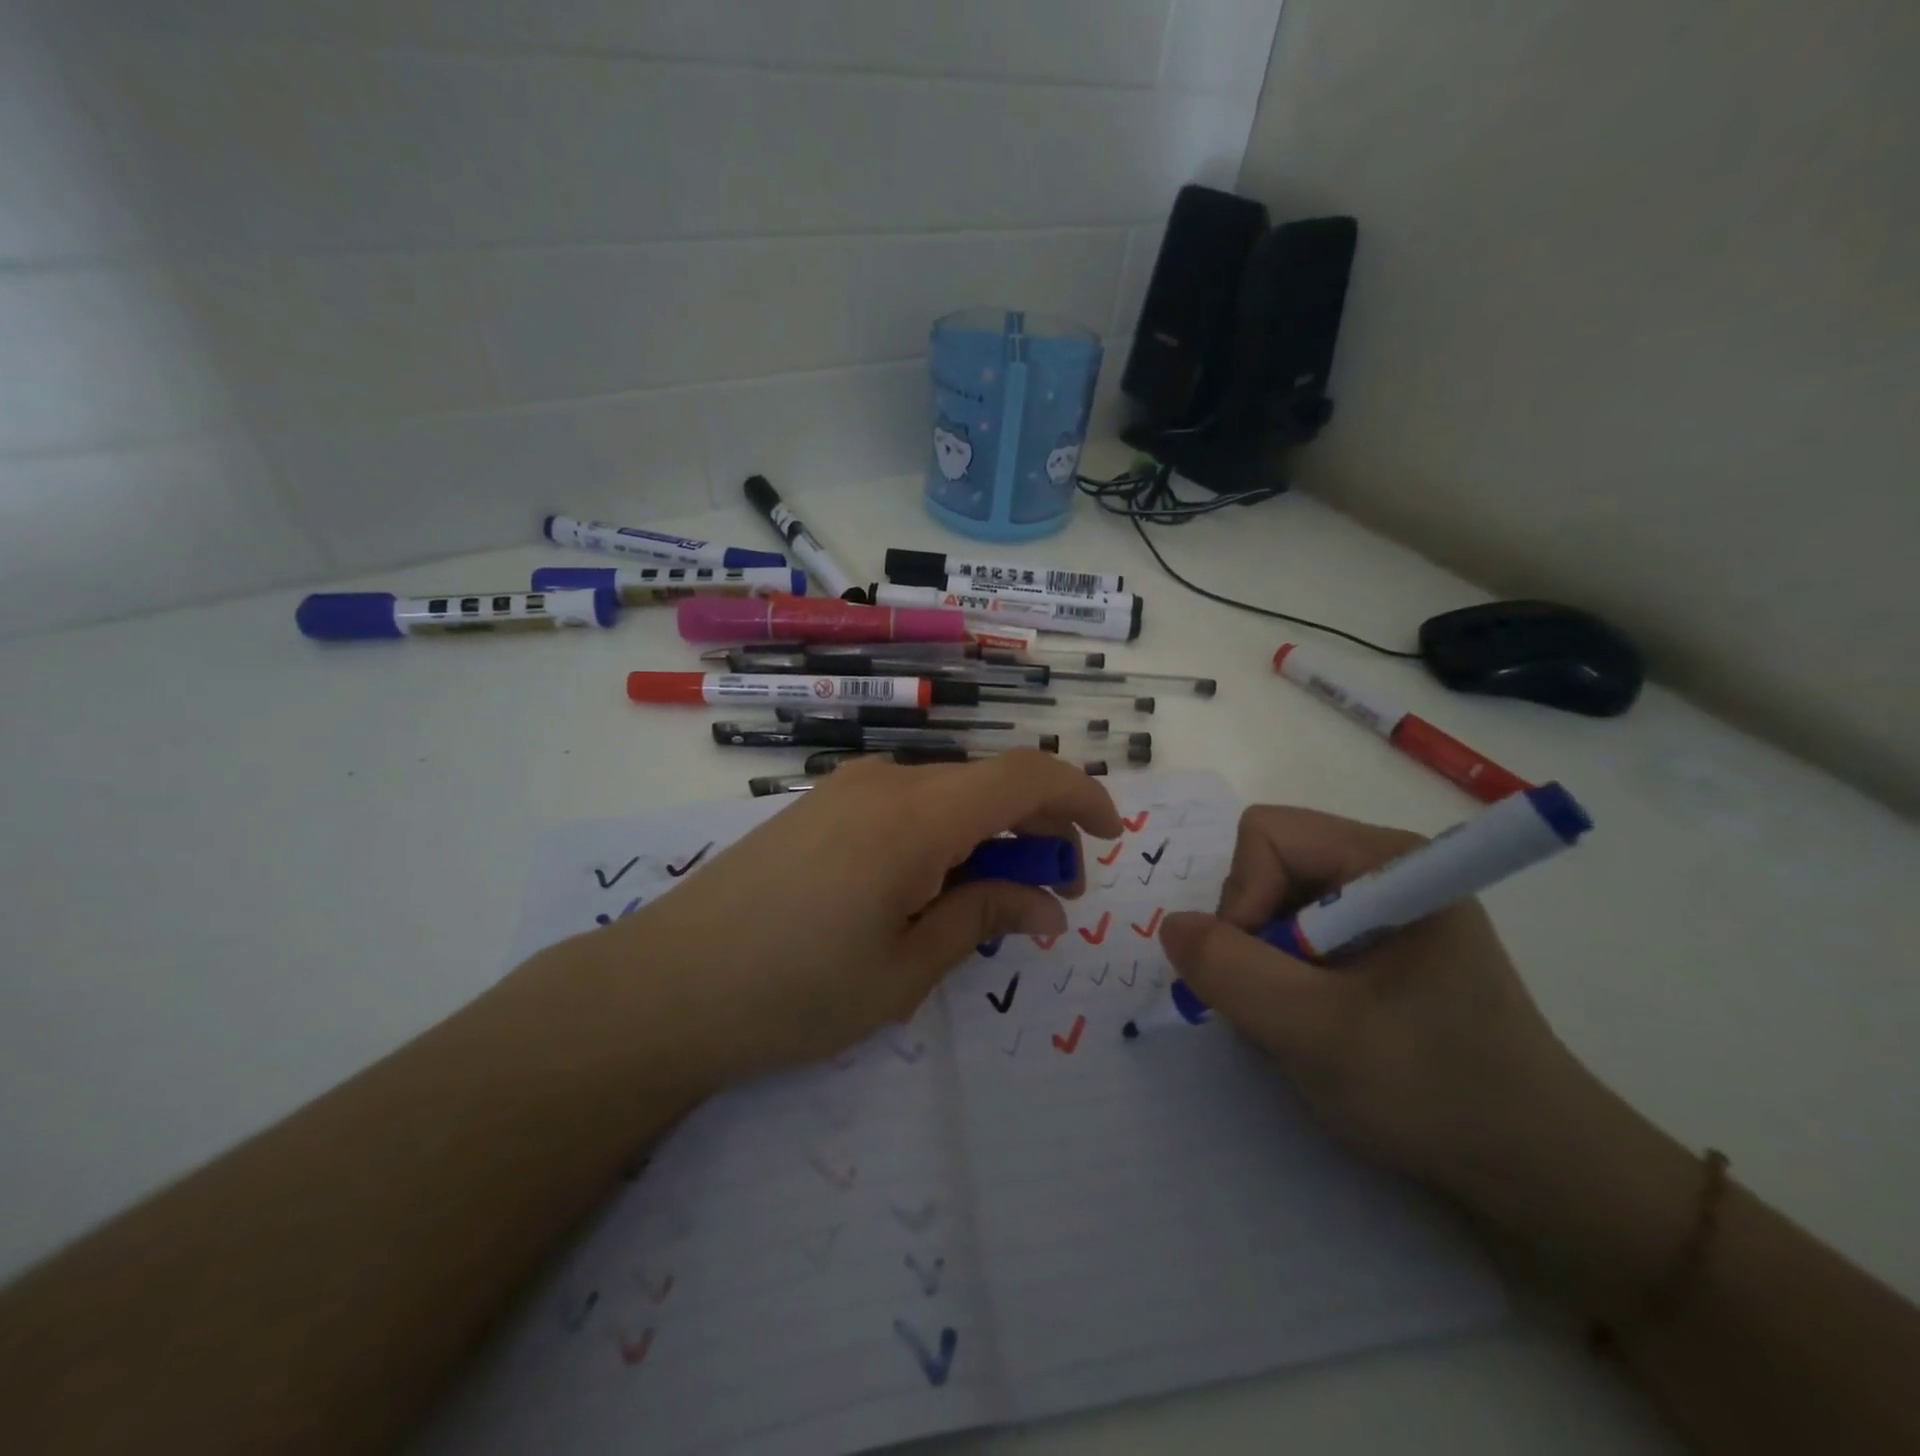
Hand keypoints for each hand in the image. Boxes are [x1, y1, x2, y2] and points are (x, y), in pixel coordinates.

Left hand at [598, 750, 1120, 1091]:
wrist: (664, 986)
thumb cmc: (793, 992)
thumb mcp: (905, 970)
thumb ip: (982, 917)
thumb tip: (1047, 904)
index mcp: (915, 817)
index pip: (1025, 775)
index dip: (1081, 796)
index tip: (1111, 836)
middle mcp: (885, 783)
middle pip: (989, 782)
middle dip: (1038, 828)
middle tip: (1052, 896)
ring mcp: (845, 790)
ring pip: (948, 794)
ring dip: (989, 834)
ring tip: (994, 899)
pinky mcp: (819, 808)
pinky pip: (906, 805)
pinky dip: (944, 834)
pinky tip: (933, 886)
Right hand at [1160, 805, 1617, 1231]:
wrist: (1536, 1172)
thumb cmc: (1434, 1091)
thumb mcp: (1316, 1033)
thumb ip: (1231, 971)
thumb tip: (1172, 926)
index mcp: (1387, 860)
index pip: (1267, 835)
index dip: (1243, 896)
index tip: (1261, 972)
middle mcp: (1383, 868)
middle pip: (1266, 865)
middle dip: (1252, 934)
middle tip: (1280, 1005)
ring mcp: (1382, 906)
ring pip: (1273, 903)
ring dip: (1265, 962)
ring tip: (1302, 1023)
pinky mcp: (1379, 944)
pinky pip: (1296, 935)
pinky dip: (1284, 977)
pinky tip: (1316, 1024)